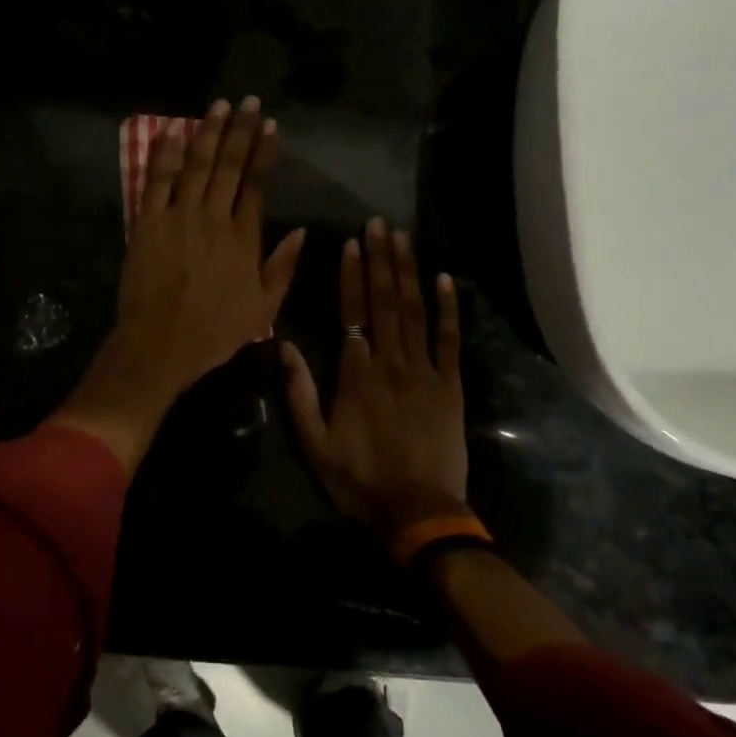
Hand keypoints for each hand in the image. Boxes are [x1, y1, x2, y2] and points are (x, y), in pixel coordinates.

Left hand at [50, 98, 304, 472]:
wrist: (161, 344)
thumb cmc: (214, 332)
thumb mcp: (263, 309)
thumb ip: (283, 267)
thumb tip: (302, 231)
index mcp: (243, 238)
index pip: (256, 184)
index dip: (264, 152)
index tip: (270, 126)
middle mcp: (213, 218)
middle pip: (229, 166)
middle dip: (240, 130)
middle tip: (248, 102)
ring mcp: (178, 216)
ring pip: (196, 165)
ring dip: (208, 132)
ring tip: (219, 106)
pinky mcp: (147, 222)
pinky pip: (156, 180)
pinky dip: (164, 154)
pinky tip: (172, 131)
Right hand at [280, 218, 468, 538]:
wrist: (419, 513)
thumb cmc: (360, 478)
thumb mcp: (314, 442)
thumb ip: (299, 391)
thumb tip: (285, 344)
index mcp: (356, 374)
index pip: (352, 312)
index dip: (352, 275)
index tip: (351, 243)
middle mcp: (391, 362)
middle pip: (385, 302)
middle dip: (381, 260)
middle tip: (379, 223)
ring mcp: (425, 372)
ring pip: (415, 312)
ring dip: (408, 272)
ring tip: (403, 238)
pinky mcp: (451, 386)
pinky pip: (449, 340)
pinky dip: (448, 308)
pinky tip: (445, 280)